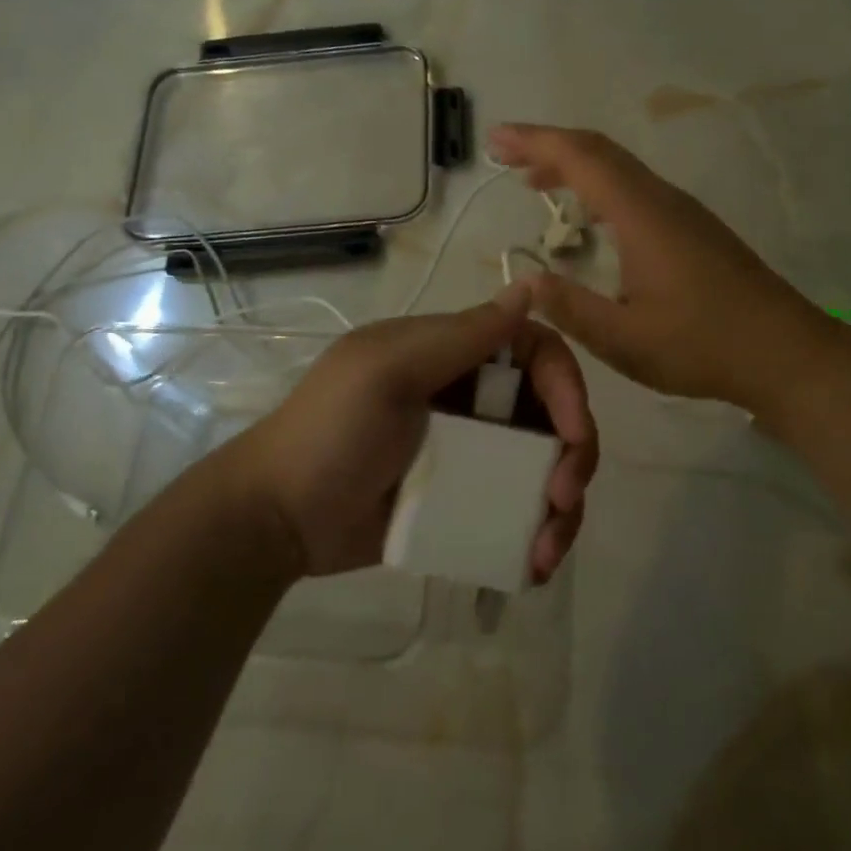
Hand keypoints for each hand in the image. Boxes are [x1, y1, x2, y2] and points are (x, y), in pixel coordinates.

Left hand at [233, 283, 598, 579]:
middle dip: (574, 454)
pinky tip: (532, 564)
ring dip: (562, 506)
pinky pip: (518, 509)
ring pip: (543, 466)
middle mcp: (471, 398)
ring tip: (546, 551)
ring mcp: (470, 453)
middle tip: (563, 499)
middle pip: (551, 413)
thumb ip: (461, 335)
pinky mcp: (464, 502)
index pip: (535, 352)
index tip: (573, 433)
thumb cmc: (329, 433)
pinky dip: (537, 533)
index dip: (566, 386)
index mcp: (453, 355)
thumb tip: (530, 286)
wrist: (276, 519)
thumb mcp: (388, 372)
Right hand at [488, 124, 835, 412]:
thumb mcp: (625, 340)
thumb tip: (523, 279)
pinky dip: (598, 186)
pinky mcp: (691, 227)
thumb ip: (570, 308)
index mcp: (642, 215)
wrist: (785, 352)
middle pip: (599, 152)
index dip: (535, 141)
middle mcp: (661, 199)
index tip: (496, 140)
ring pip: (619, 168)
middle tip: (504, 153)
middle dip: (548, 145)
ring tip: (532, 182)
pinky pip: (634, 188)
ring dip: (573, 165)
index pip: (582, 158)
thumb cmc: (703, 346)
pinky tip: (587, 215)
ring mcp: (681, 210)